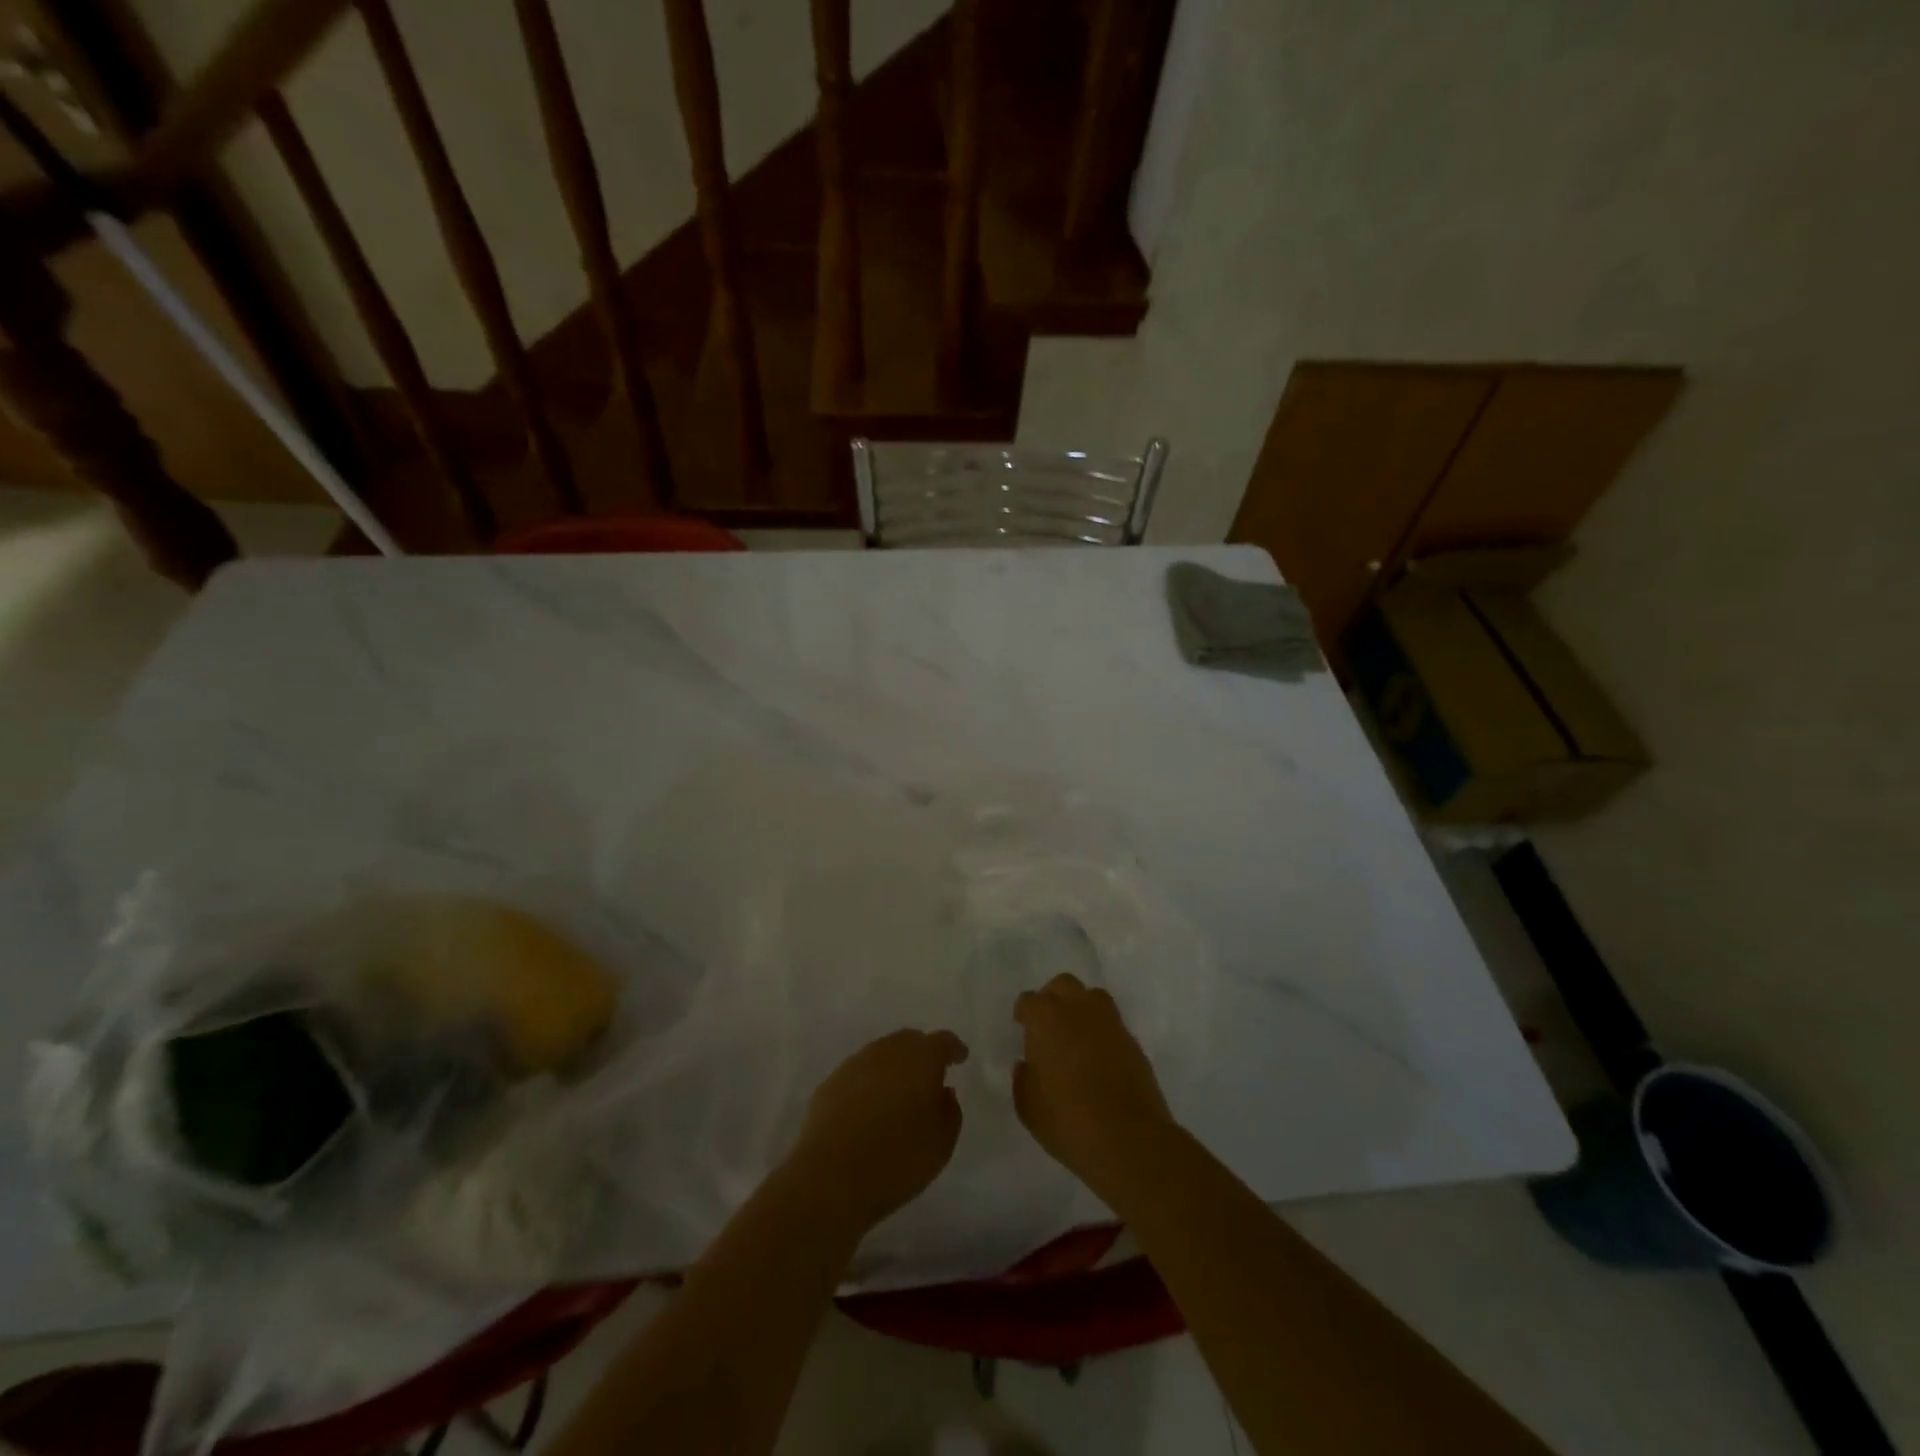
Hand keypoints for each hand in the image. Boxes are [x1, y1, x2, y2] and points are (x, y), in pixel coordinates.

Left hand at [785, 1028, 967, 1233]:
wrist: (830, 1177)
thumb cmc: (897, 1160)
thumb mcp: (942, 1143)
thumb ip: (949, 1111)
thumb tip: (943, 1092)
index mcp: (921, 1058)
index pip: (942, 1041)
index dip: (953, 1049)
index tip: (960, 1058)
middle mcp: (887, 1051)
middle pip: (909, 1041)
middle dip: (922, 1053)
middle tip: (929, 1075)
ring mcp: (855, 1064)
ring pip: (881, 1055)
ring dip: (893, 1068)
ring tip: (898, 1094)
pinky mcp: (829, 1084)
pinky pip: (858, 1074)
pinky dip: (869, 1084)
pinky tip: (869, 1108)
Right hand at [1014, 974, 1176, 1197]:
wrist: (1130, 1139)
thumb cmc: (1068, 1122)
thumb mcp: (1029, 1108)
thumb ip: (1023, 1080)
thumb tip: (1026, 1065)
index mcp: (1046, 1019)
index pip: (1029, 1002)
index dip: (1024, 1013)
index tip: (1022, 1027)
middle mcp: (1078, 1010)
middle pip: (1063, 985)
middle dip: (1053, 998)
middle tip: (1048, 1025)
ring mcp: (1110, 1023)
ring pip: (1093, 997)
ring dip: (1081, 1008)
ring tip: (1075, 1035)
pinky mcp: (1133, 1041)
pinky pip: (1112, 1023)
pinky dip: (1102, 1032)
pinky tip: (1098, 1057)